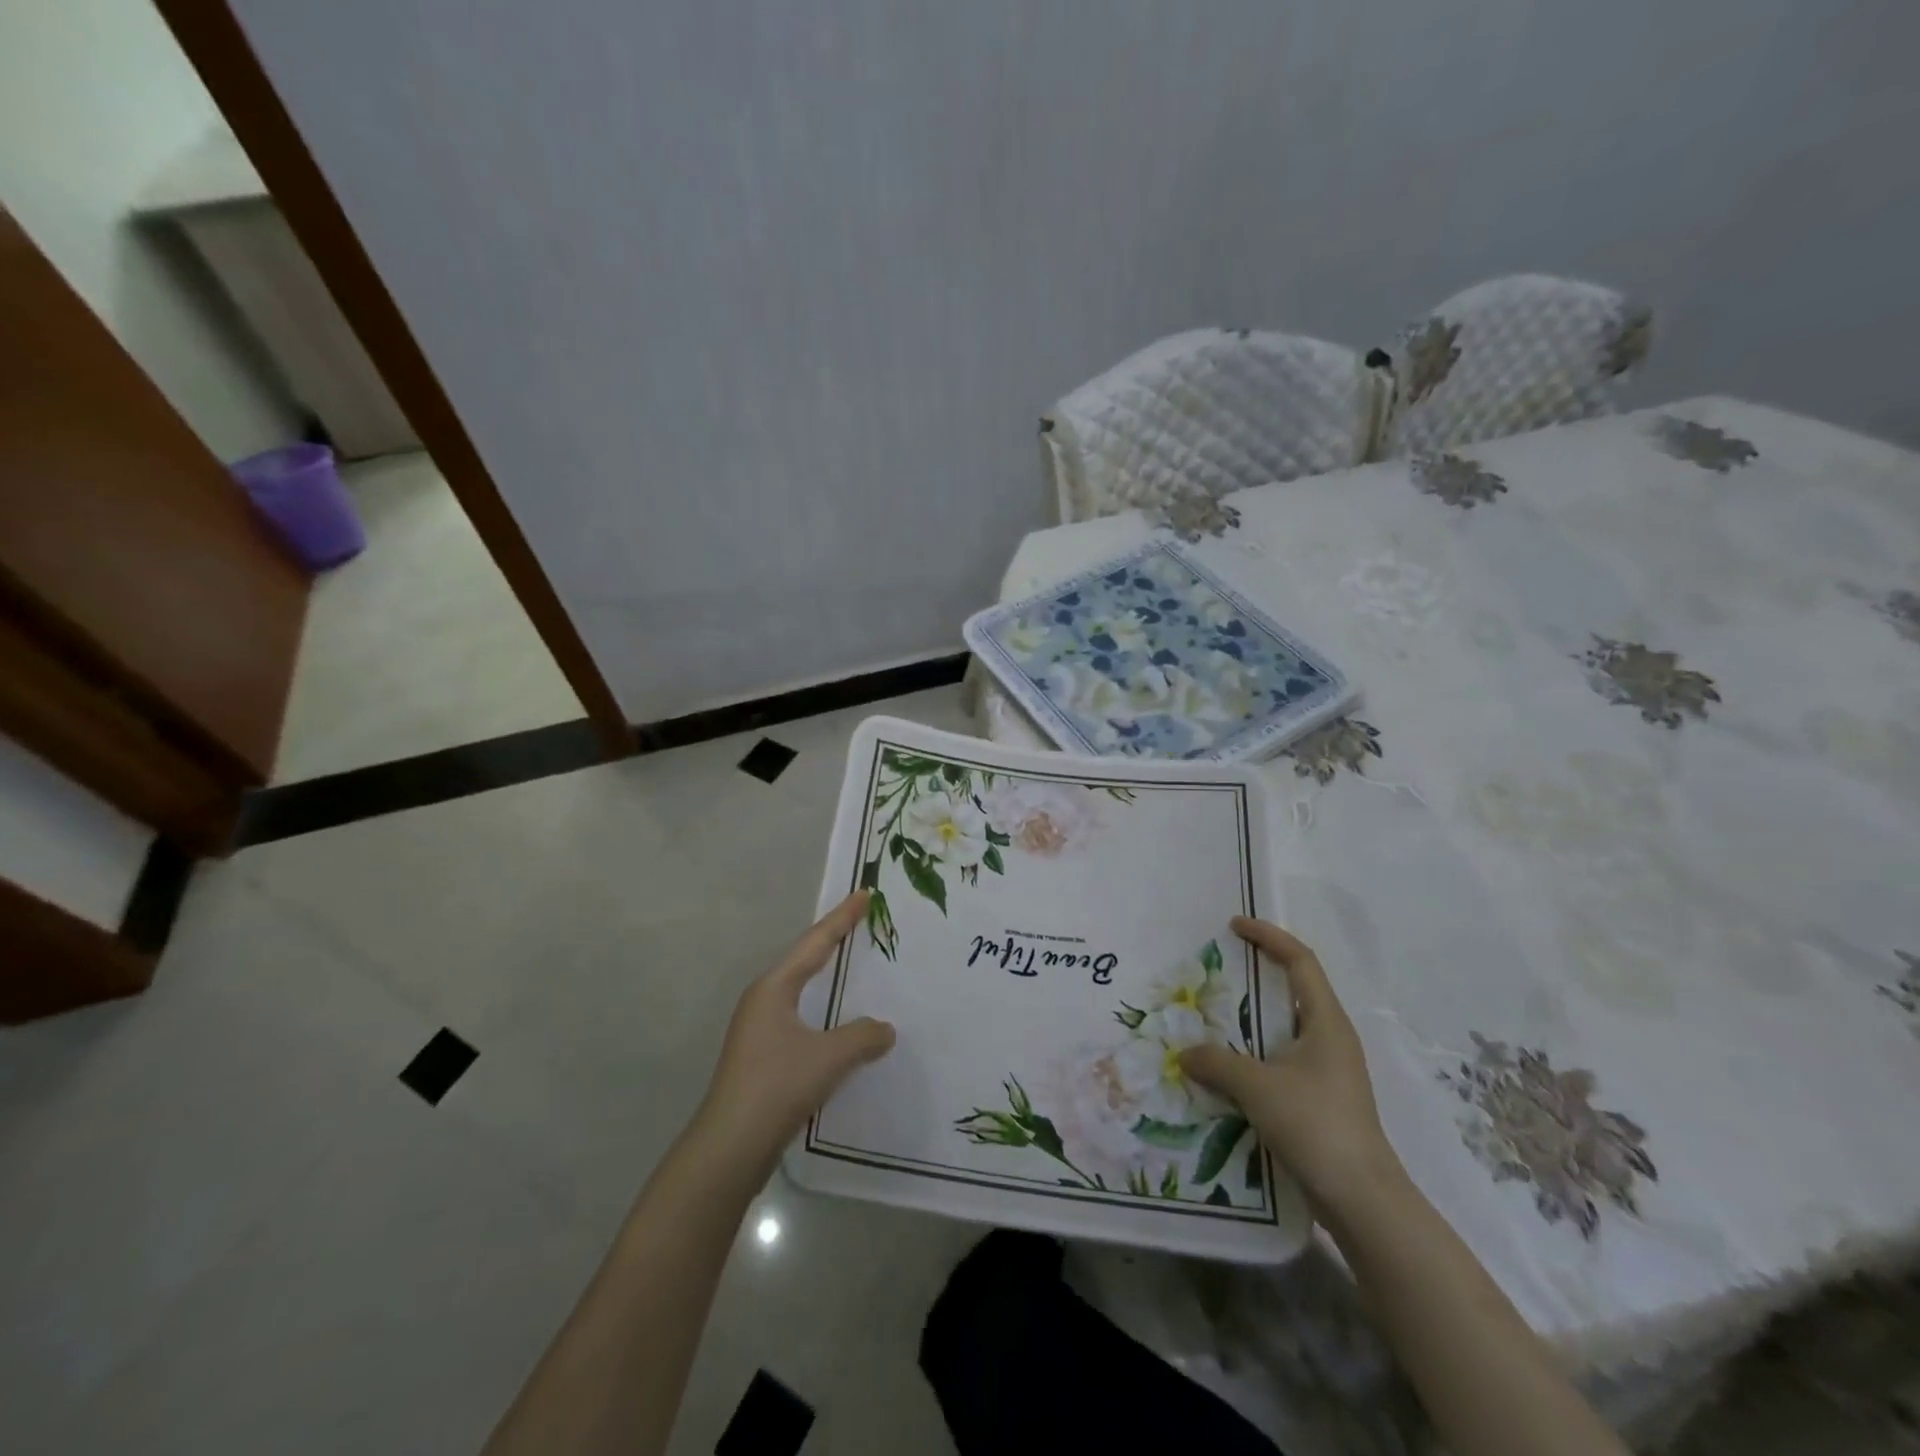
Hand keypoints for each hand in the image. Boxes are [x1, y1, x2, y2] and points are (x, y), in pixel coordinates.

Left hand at [695, 891, 896, 1168]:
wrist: (729, 1149)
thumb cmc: (777, 1086)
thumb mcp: (830, 1056)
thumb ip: (863, 1036)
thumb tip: (884, 1030)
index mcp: (774, 988)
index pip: (815, 942)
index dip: (842, 917)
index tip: (864, 894)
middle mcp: (763, 1001)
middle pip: (804, 961)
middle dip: (833, 941)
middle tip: (860, 922)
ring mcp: (758, 1031)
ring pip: (800, 993)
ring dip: (826, 979)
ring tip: (852, 968)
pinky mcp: (761, 1059)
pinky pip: (800, 1020)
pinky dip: (822, 1012)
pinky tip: (838, 1027)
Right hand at [1180, 916, 1402, 1217]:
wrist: (1362, 1201)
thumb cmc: (1316, 1125)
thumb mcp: (1257, 1086)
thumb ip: (1216, 1062)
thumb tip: (1184, 1053)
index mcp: (1326, 1022)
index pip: (1300, 961)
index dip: (1269, 936)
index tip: (1234, 925)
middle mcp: (1330, 1038)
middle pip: (1293, 990)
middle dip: (1255, 974)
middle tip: (1216, 969)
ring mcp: (1327, 1072)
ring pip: (1284, 1028)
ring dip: (1250, 1019)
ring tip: (1210, 1016)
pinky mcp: (1319, 1100)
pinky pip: (1280, 1060)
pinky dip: (1252, 1054)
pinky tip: (1224, 1069)